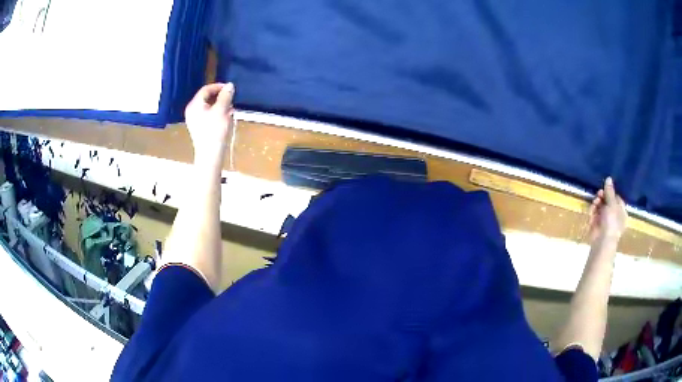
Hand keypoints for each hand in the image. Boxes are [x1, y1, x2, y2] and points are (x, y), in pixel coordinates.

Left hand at [184, 83, 234, 164]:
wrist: (210, 155)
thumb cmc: (215, 131)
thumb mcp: (222, 110)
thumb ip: (226, 96)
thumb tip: (230, 85)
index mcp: (195, 105)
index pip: (206, 89)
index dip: (219, 86)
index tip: (230, 89)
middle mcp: (192, 110)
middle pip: (206, 98)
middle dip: (220, 96)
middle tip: (231, 99)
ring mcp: (194, 120)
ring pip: (208, 106)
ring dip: (220, 105)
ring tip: (230, 108)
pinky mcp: (198, 128)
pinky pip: (207, 115)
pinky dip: (216, 113)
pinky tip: (226, 117)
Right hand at [587, 177, 627, 243]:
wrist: (602, 241)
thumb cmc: (611, 221)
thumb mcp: (612, 203)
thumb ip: (609, 191)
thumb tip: (609, 178)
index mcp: (621, 211)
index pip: (616, 198)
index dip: (610, 193)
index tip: (604, 190)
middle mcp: (614, 216)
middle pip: (607, 202)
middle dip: (602, 197)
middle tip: (598, 195)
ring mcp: (605, 221)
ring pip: (600, 208)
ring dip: (596, 204)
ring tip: (594, 203)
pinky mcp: (597, 226)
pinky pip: (595, 215)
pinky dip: (593, 212)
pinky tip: (591, 211)